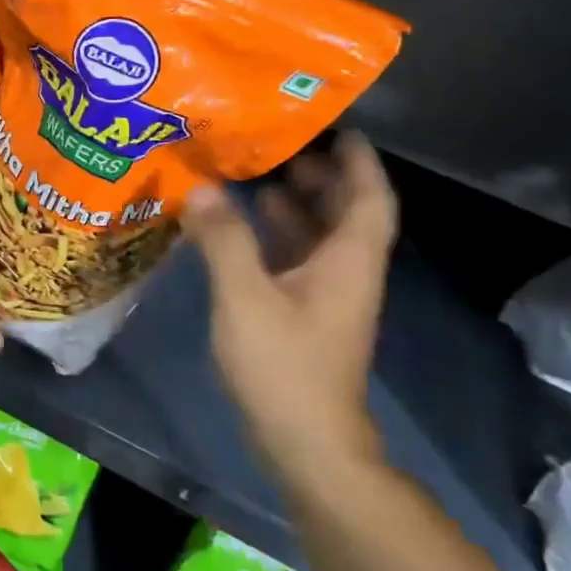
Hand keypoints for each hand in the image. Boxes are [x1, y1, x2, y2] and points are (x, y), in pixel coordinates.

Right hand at [183, 132, 396, 482]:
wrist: (306, 442)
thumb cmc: (284, 365)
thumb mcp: (246, 297)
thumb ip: (223, 240)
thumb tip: (201, 189)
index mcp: (347, 261)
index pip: (369, 198)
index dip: (359, 161)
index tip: (338, 127)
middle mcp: (345, 272)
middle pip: (344, 213)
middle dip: (320, 175)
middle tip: (280, 144)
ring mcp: (325, 296)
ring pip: (318, 237)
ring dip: (295, 204)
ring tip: (256, 174)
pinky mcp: (304, 316)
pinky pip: (295, 259)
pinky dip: (274, 236)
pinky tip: (240, 226)